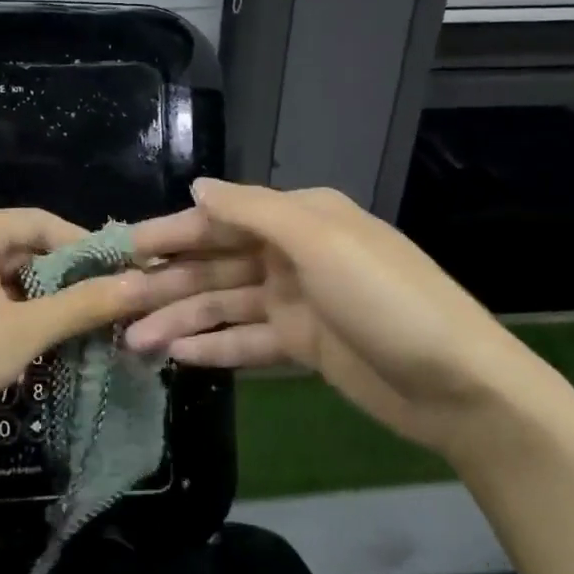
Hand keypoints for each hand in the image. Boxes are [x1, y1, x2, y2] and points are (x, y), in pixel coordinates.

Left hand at [0, 207, 256, 465]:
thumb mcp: (24, 329)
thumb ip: (85, 304)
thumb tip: (145, 282)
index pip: (46, 223)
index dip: (90, 249)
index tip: (128, 276)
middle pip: (29, 252)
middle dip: (71, 283)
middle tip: (115, 311)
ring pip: (12, 283)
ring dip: (48, 308)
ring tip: (91, 334)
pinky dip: (21, 323)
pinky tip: (48, 350)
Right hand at [124, 180, 573, 461]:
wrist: (459, 386)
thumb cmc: (387, 300)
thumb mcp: (321, 243)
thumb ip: (254, 211)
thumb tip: (197, 187)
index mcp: (300, 219)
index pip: (221, 218)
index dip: (171, 232)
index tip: (123, 247)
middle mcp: (293, 254)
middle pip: (216, 264)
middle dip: (167, 282)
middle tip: (114, 303)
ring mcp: (297, 301)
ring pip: (224, 304)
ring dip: (180, 319)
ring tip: (134, 340)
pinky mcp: (302, 345)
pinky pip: (247, 341)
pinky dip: (213, 346)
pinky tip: (177, 355)